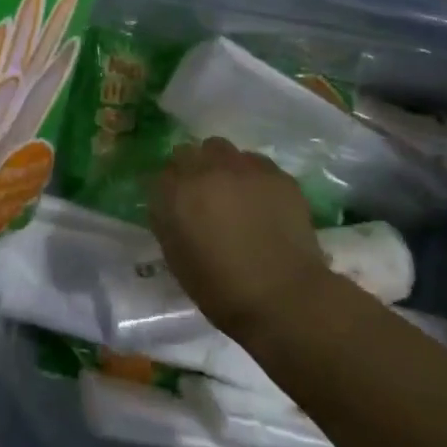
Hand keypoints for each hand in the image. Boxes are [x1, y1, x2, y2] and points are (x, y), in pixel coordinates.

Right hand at [149, 138, 331, 342]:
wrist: (284, 296)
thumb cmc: (222, 288)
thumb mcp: (177, 258)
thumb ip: (167, 221)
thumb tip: (170, 205)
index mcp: (177, 192)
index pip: (162, 172)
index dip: (169, 189)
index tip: (175, 204)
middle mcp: (207, 169)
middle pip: (190, 152)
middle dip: (192, 169)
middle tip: (203, 196)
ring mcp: (244, 167)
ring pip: (224, 150)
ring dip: (222, 167)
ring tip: (234, 193)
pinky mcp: (277, 174)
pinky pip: (256, 163)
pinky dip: (253, 177)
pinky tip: (262, 201)